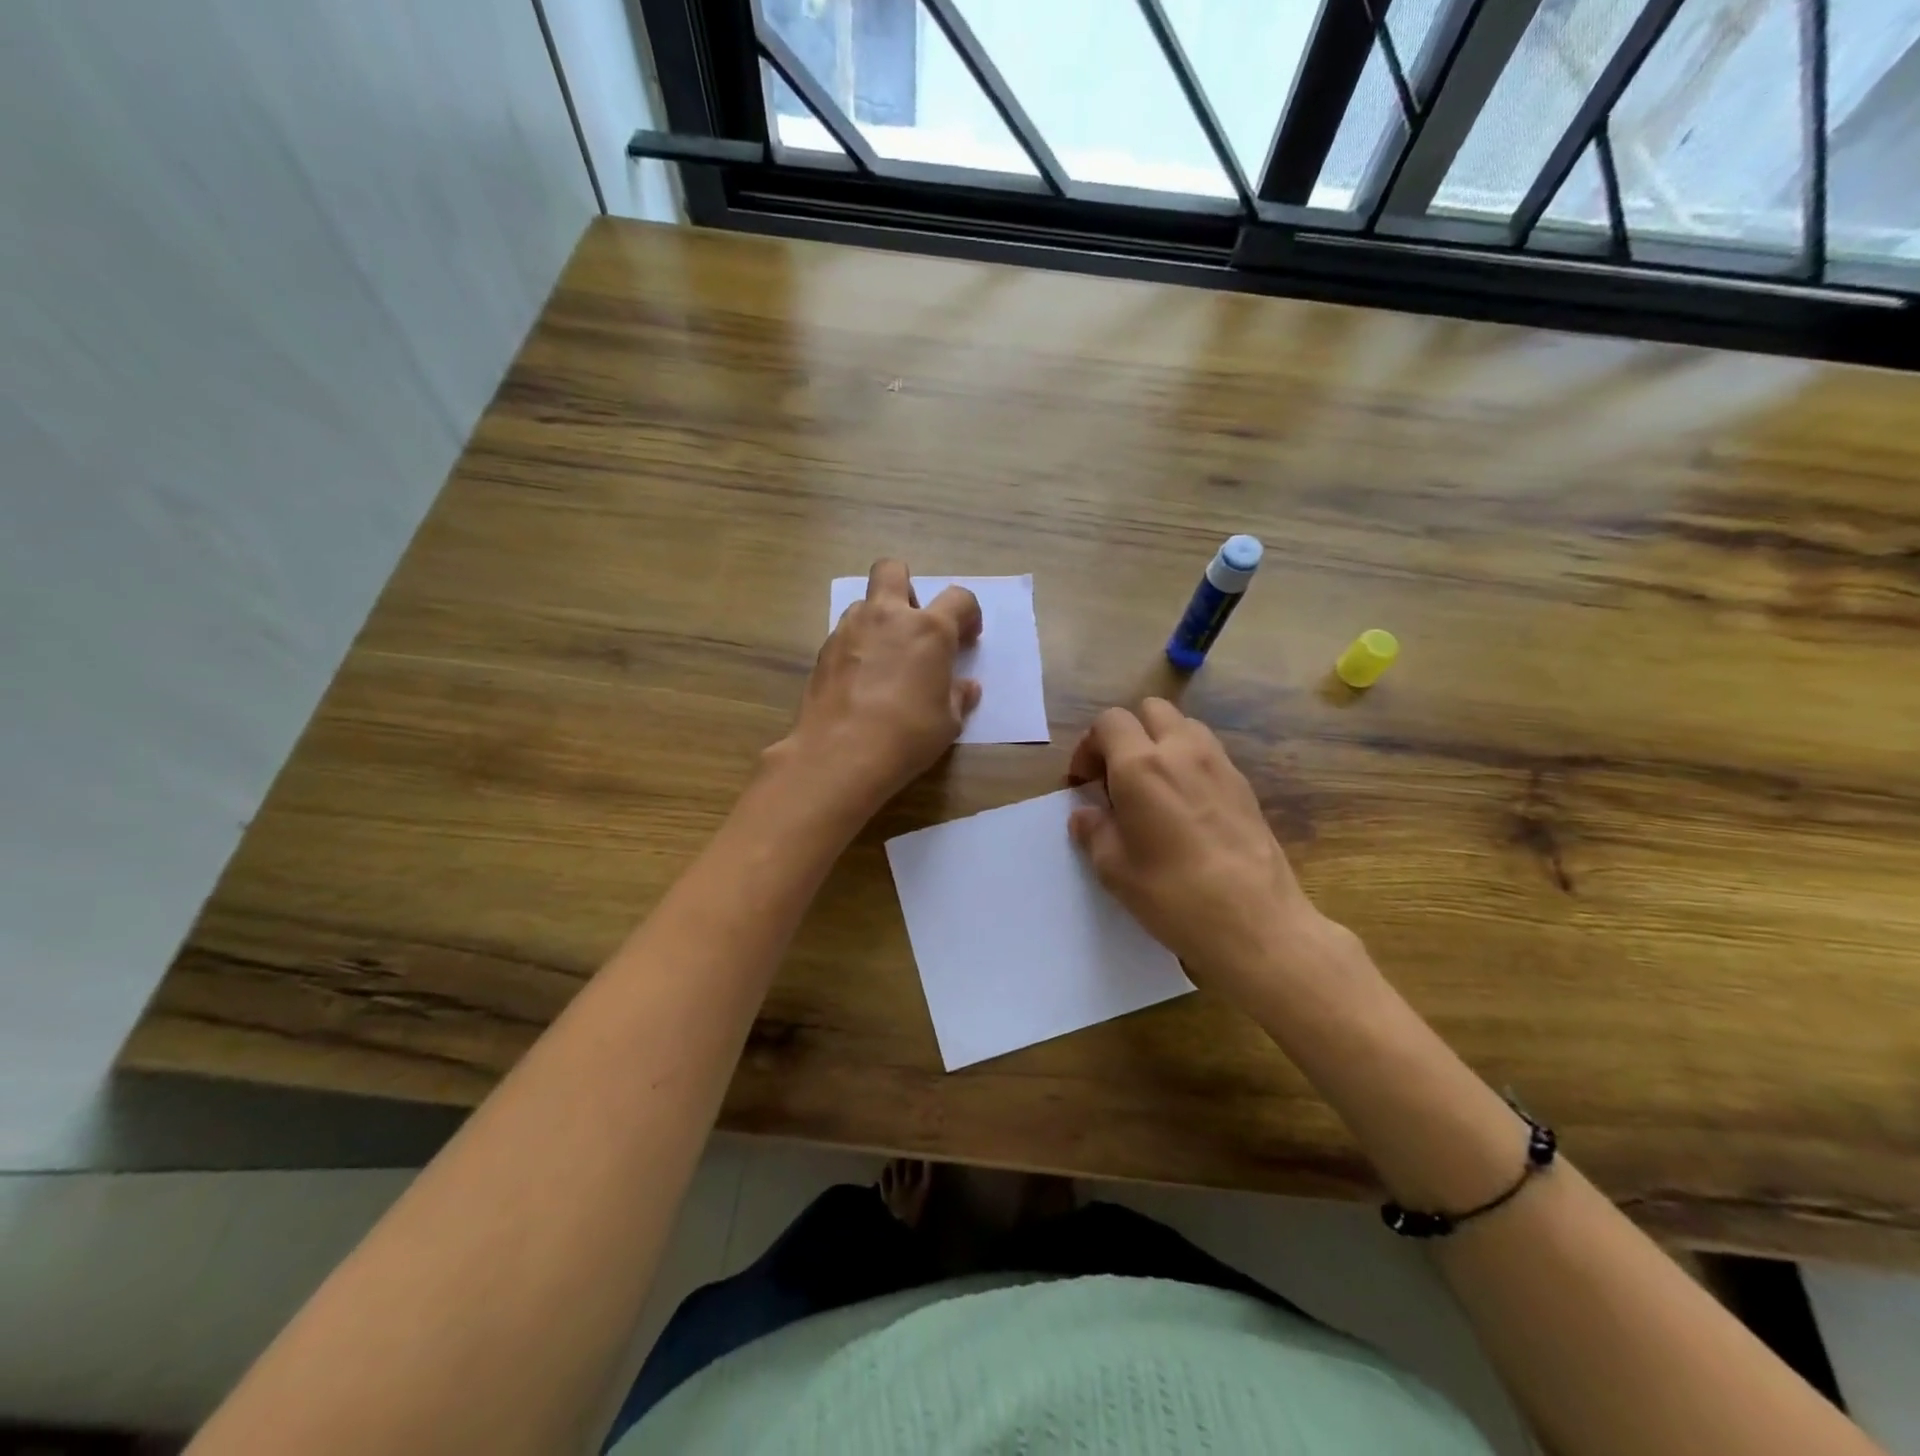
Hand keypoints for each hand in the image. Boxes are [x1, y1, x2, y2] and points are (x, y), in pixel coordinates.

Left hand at [772, 559, 981, 820]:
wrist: (841, 753)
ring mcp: (850, 630)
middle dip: (907, 586)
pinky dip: (857, 647)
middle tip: (915, 622)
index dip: (968, 614)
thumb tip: (966, 687)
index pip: (959, 598)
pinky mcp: (823, 651)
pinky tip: (861, 680)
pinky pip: (845, 634)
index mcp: (929, 629)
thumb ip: (958, 697)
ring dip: (879, 619)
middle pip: (893, 570)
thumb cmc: (908, 735)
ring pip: (865, 603)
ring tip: (885, 658)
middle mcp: (887, 617)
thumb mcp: (948, 722)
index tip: (967, 637)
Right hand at [1067, 699, 1340, 1004]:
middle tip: (1116, 777)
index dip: (1089, 746)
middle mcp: (1181, 751)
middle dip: (1127, 734)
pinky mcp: (1244, 785)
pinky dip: (1188, 763)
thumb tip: (1086, 814)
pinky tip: (1185, 807)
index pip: (1109, 722)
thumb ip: (1094, 831)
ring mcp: (1219, 764)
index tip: (1084, 783)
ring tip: (1153, 787)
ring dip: (1160, 743)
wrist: (1256, 923)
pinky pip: (1208, 753)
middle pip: (1150, 710)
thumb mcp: (1115, 869)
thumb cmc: (1173, 895)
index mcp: (1141, 766)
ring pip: (1184, 726)